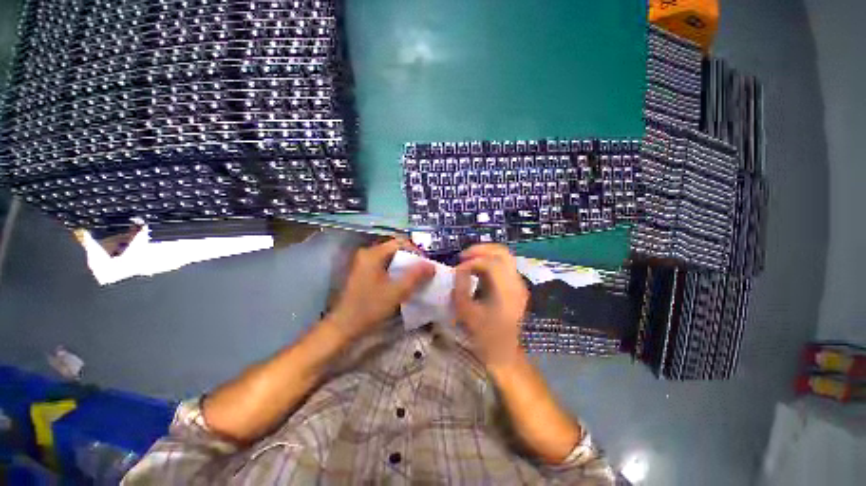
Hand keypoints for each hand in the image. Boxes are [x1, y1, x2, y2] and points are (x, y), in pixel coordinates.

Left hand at [326, 239, 434, 340]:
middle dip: (411, 259)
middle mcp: (367, 254)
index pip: (400, 243)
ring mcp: (363, 263)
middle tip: (423, 271)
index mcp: (373, 254)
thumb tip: (431, 266)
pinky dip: (395, 271)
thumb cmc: (370, 307)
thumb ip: (416, 276)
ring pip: (390, 258)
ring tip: (415, 277)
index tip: (426, 265)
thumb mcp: (397, 292)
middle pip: (395, 249)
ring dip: (403, 265)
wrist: (344, 327)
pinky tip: (401, 282)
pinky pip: (383, 265)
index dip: (416, 251)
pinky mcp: (362, 272)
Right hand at [453, 244, 528, 369]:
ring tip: (468, 260)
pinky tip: (476, 270)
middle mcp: (517, 283)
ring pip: (504, 256)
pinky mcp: (515, 286)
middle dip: (480, 250)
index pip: (491, 263)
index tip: (457, 270)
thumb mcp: (466, 313)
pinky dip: (489, 262)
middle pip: (502, 252)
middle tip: (463, 256)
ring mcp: (518, 284)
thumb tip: (459, 269)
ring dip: (484, 254)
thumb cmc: (484, 336)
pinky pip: (503, 265)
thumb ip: (461, 287)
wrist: (504, 353)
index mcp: (507, 291)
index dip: (471, 262)